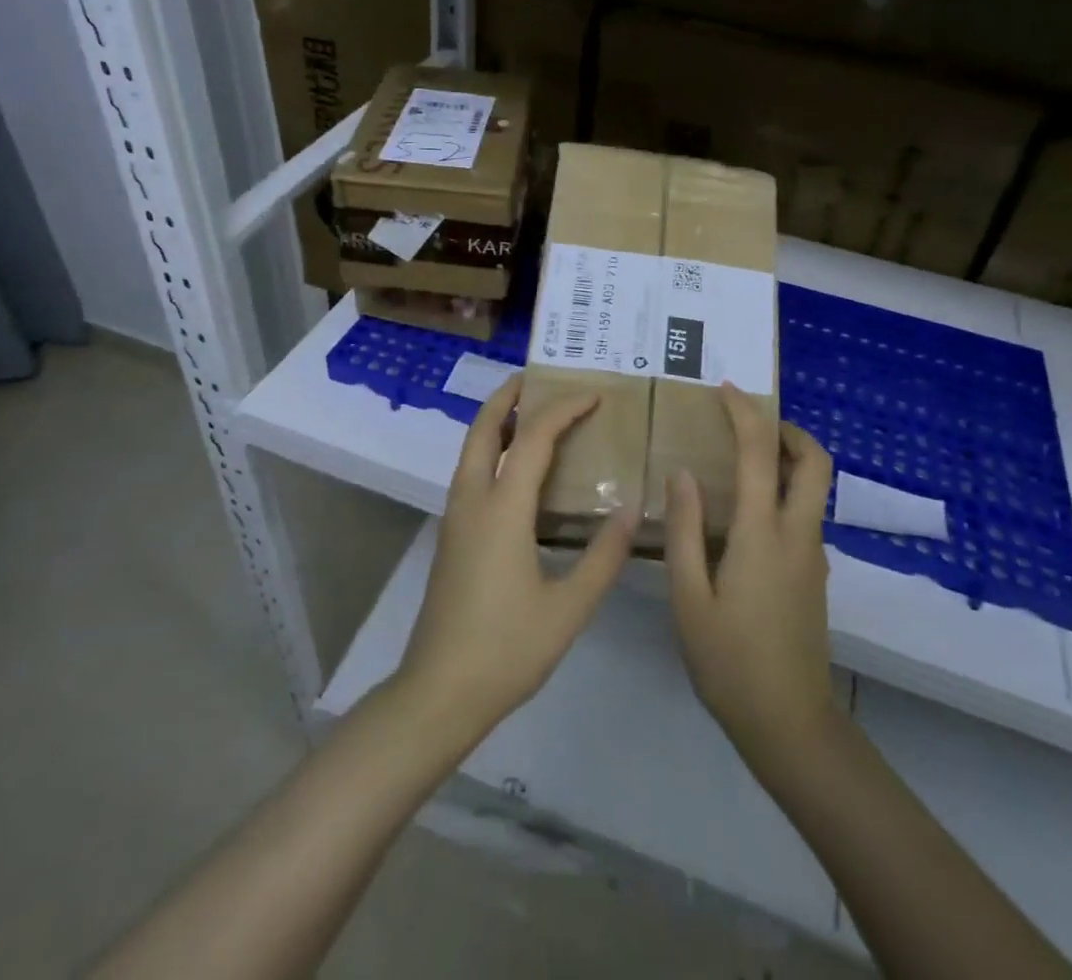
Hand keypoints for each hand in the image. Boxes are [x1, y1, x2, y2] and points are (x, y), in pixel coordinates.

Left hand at [398, 375, 638, 744]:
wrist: (439, 693)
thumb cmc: (507, 648)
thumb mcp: (569, 607)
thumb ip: (604, 555)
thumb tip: (632, 506)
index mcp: (502, 508)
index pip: (535, 438)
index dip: (564, 410)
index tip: (594, 396)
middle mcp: (472, 500)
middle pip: (484, 428)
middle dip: (509, 396)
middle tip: (539, 378)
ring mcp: (456, 517)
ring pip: (472, 449)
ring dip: (498, 422)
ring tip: (533, 414)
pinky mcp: (452, 536)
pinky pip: (471, 472)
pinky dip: (493, 450)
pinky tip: (519, 471)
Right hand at [666, 384, 841, 775]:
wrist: (791, 726)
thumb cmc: (730, 662)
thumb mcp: (689, 597)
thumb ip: (685, 530)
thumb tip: (683, 474)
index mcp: (764, 534)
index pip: (761, 453)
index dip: (745, 413)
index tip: (724, 390)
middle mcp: (798, 534)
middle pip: (816, 461)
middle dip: (788, 429)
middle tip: (748, 423)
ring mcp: (812, 555)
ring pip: (814, 487)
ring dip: (787, 458)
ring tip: (739, 459)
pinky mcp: (813, 574)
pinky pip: (803, 513)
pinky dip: (783, 490)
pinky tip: (743, 513)